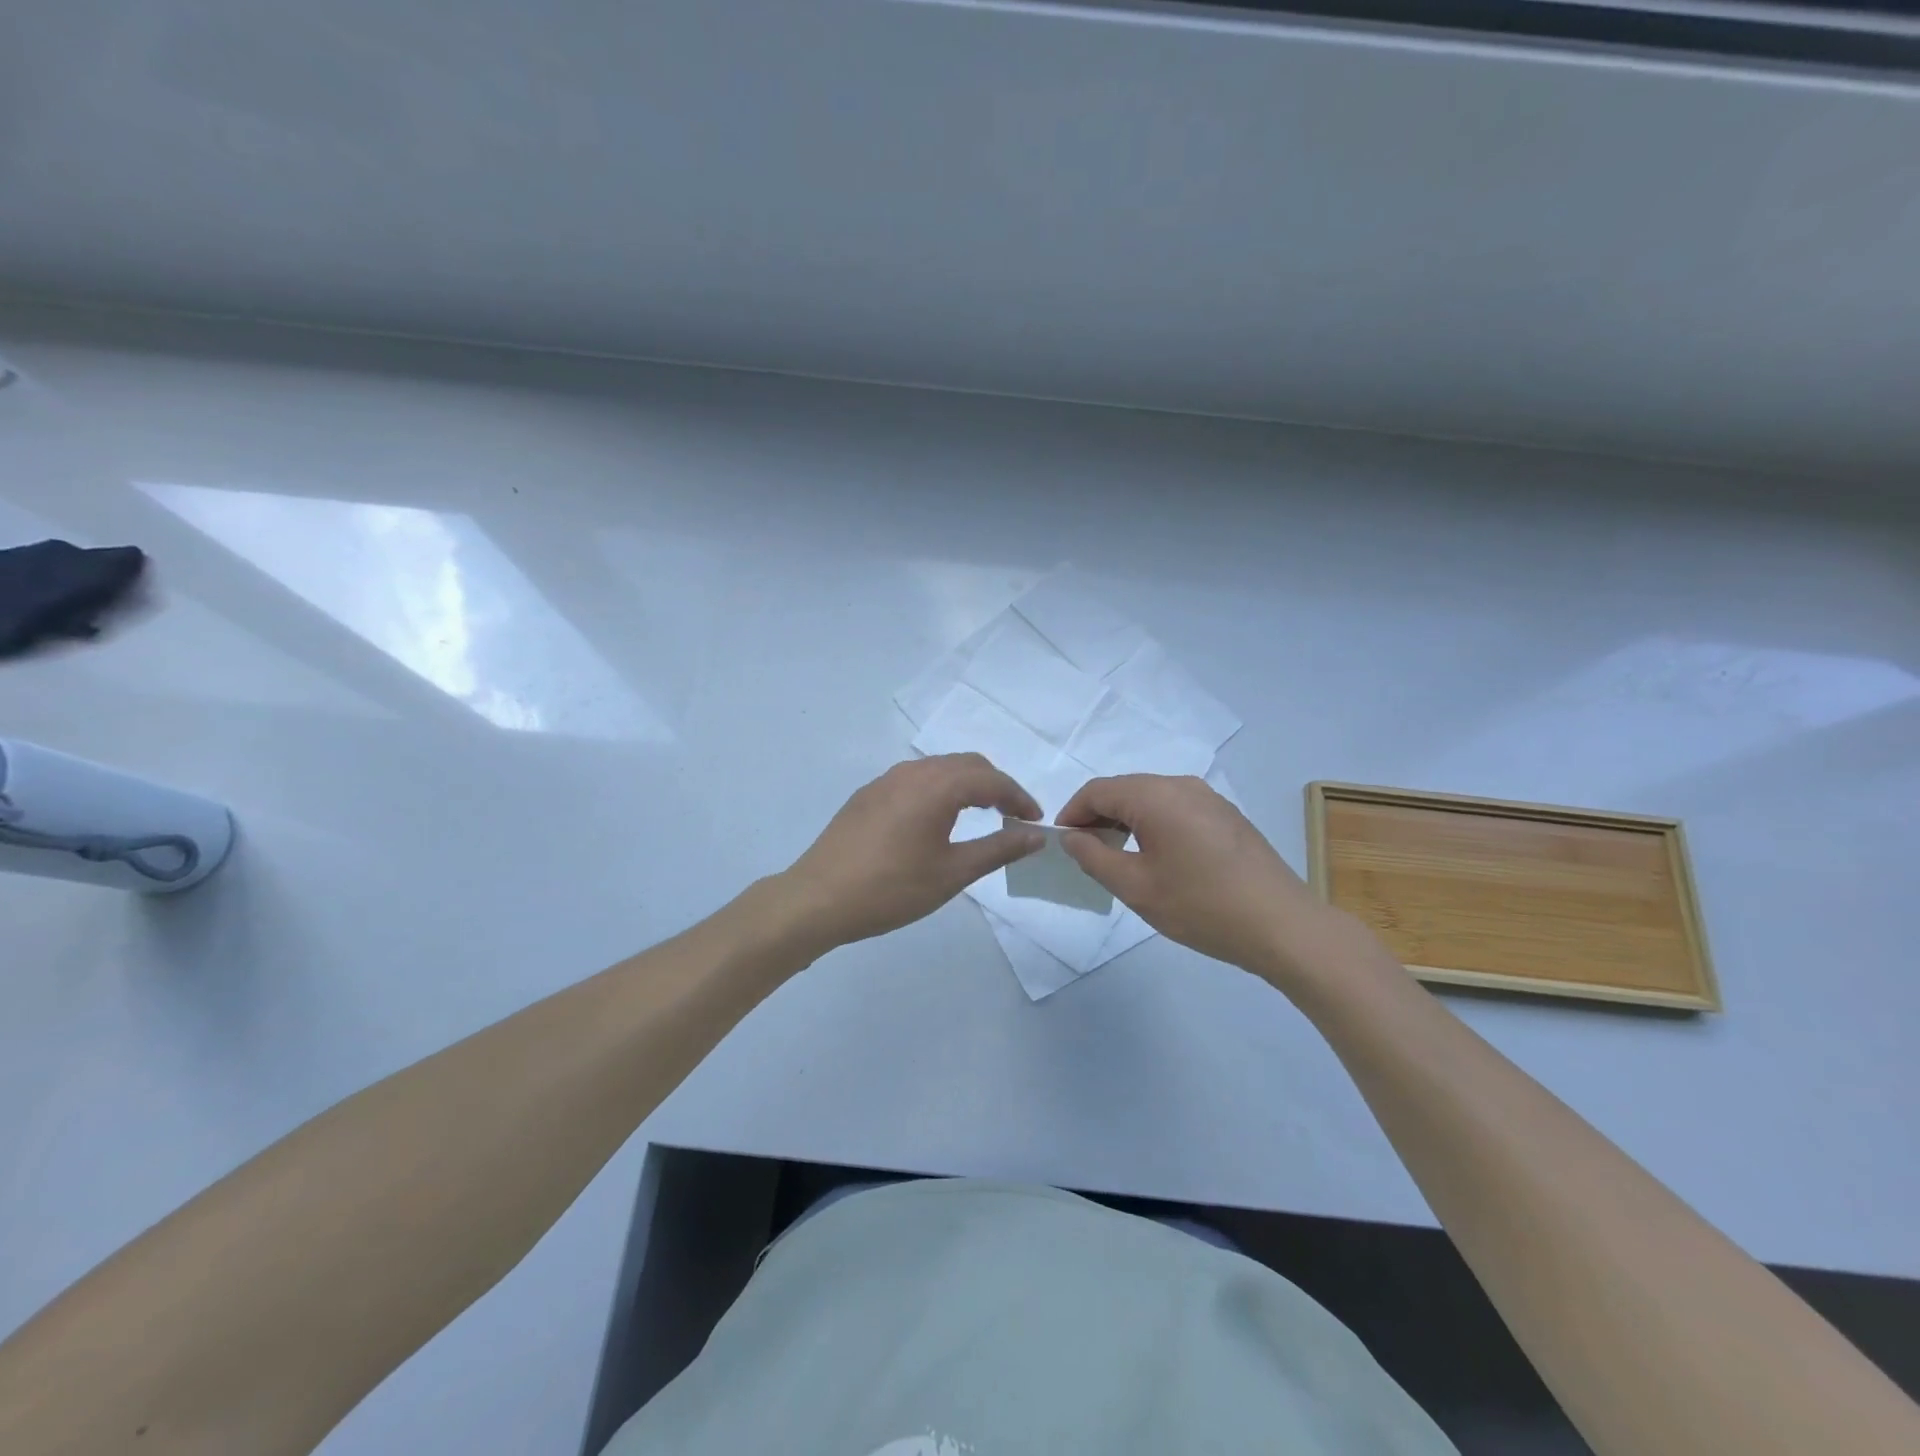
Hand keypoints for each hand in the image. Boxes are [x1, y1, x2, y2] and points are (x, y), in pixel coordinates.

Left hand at [781, 754, 1044, 949]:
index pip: (991, 779)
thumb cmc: (891, 889)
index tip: (1035, 821)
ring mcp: (885, 781)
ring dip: (966, 785)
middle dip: (995, 785)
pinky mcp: (867, 795)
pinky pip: (914, 780)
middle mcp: (912, 772)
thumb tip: (1036, 836)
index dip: (1018, 797)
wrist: (817, 899)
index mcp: (936, 786)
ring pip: (938, 769)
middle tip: (1012, 817)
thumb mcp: (952, 873)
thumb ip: (998, 848)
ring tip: (980, 816)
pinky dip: (939, 790)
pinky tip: (936, 820)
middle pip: (966, 765)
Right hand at [1057, 774, 1339, 979]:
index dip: (1072, 813)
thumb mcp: (1136, 887)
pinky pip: (1176, 808)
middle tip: (1085, 852)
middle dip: (1098, 816)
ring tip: (1117, 857)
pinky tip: (1157, 857)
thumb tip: (1072, 838)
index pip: (1098, 790)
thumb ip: (1094, 858)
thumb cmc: (1201, 906)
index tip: (1062, 842)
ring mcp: (1209, 798)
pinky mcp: (1227, 815)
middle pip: (1125, 789)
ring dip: (1126, 820)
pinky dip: (1154, 824)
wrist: (1283, 926)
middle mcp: (1182, 785)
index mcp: (1156, 796)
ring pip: (1152, 798)